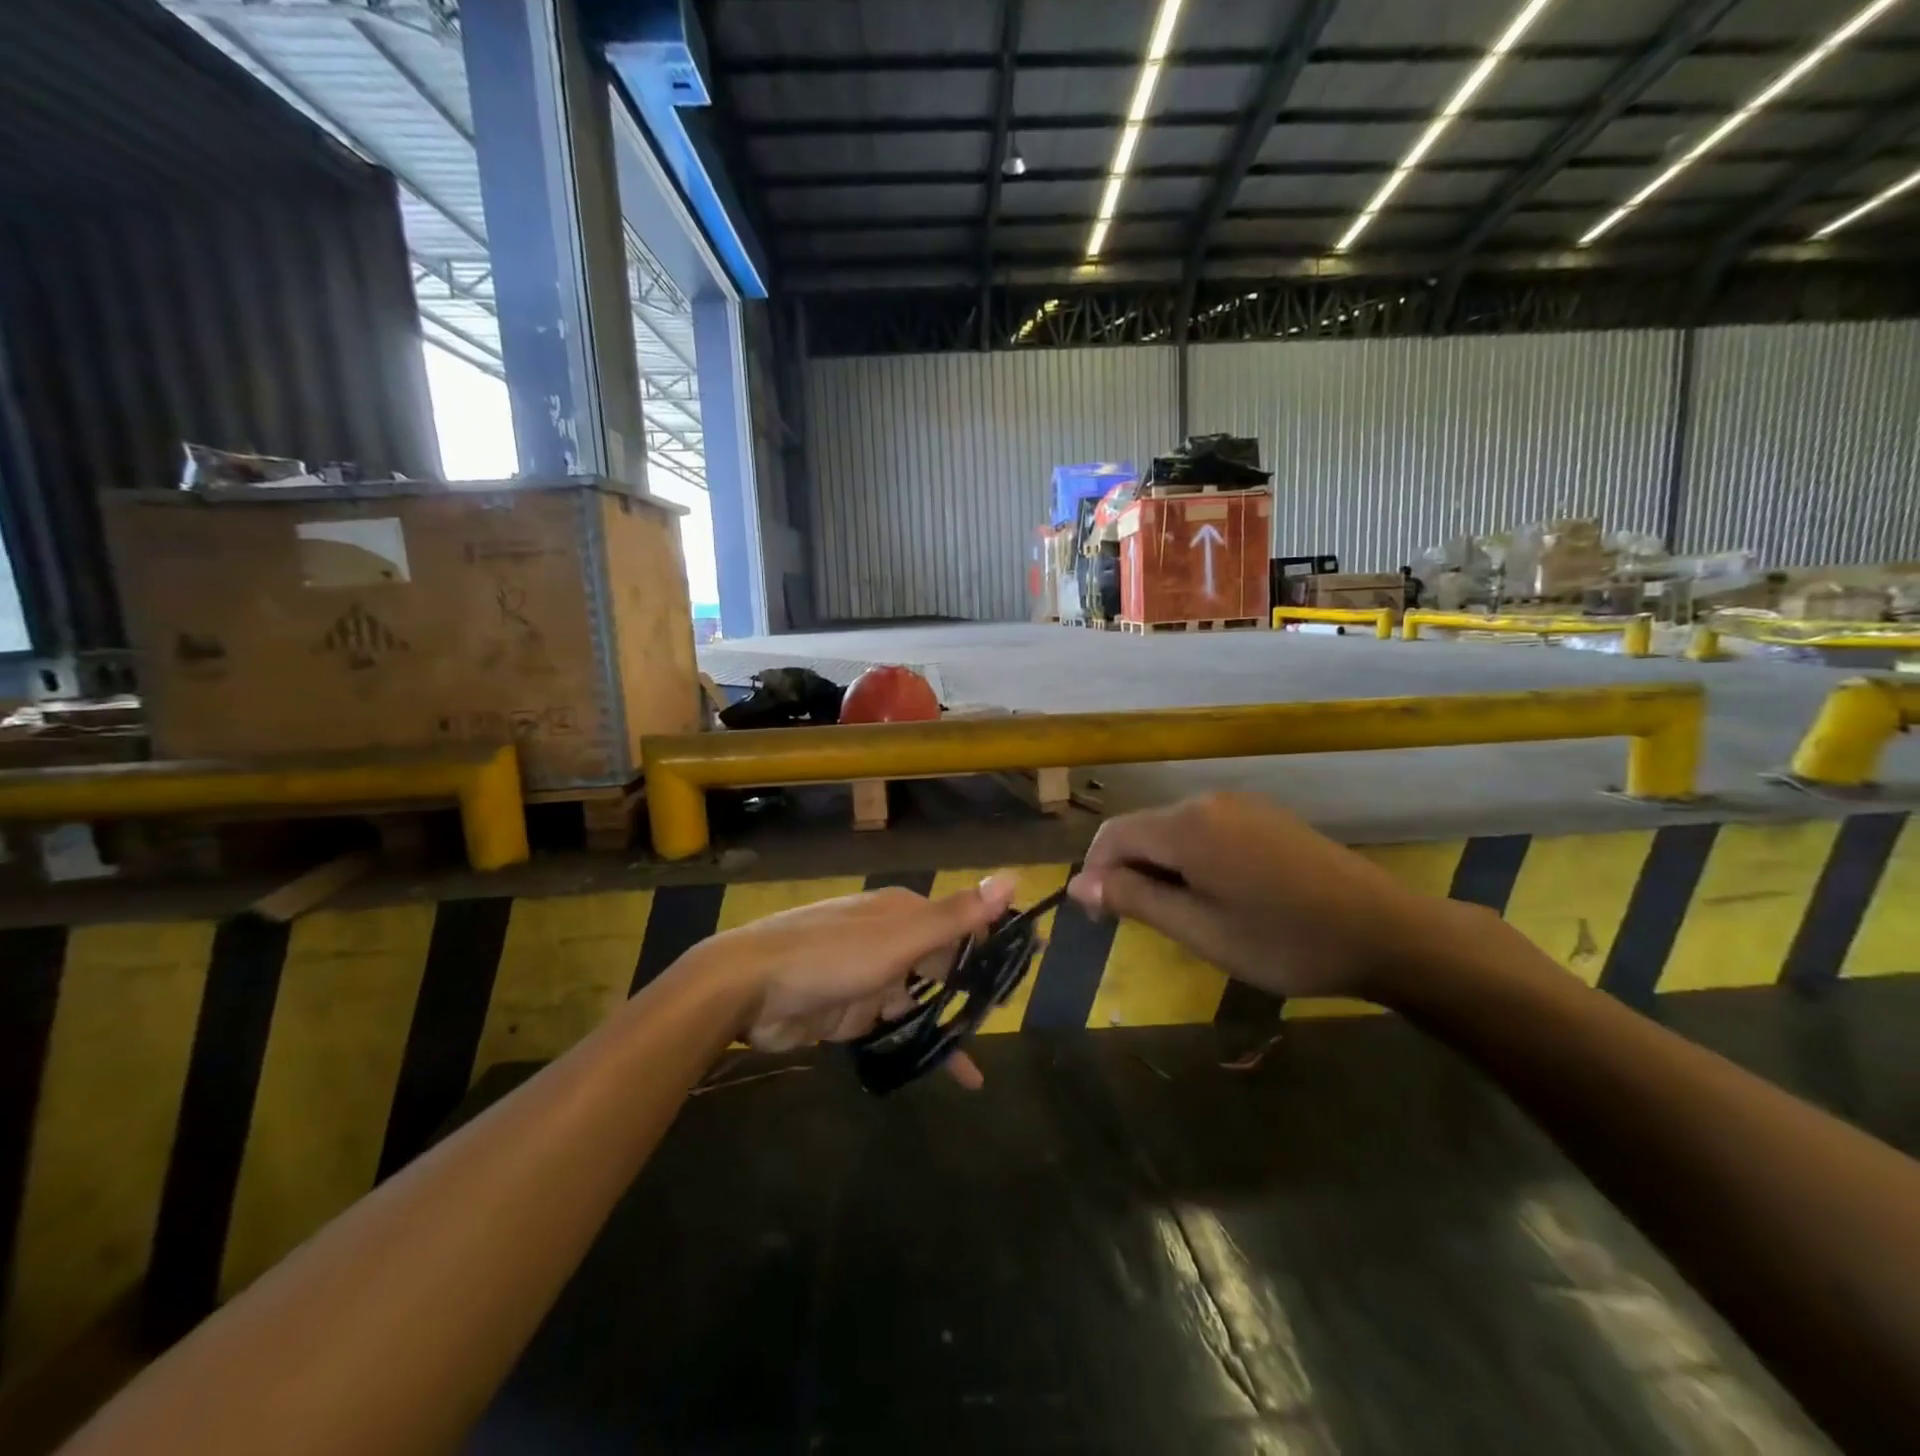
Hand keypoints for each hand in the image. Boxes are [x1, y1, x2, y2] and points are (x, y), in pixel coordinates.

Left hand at [693, 875, 1018, 1084]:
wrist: (748, 989)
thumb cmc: (831, 955)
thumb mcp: (900, 936)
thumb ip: (956, 915)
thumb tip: (1014, 876)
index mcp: (902, 912)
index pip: (960, 923)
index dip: (992, 943)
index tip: (1027, 966)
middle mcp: (888, 939)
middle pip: (941, 964)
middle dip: (970, 991)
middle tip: (1004, 1020)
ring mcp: (867, 976)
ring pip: (918, 1001)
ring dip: (944, 1026)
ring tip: (980, 1060)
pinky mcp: (847, 1012)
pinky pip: (891, 1030)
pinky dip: (914, 1047)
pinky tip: (940, 1072)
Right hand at [1067, 793, 1452, 1002]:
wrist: (1387, 932)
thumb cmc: (1284, 940)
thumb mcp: (1200, 929)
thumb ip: (1134, 899)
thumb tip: (1078, 885)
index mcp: (1186, 825)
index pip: (1112, 835)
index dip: (1097, 875)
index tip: (1104, 921)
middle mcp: (1208, 801)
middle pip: (1143, 829)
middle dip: (1130, 872)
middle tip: (1147, 926)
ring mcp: (1241, 804)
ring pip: (1175, 830)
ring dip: (1163, 868)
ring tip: (1185, 916)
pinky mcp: (1265, 816)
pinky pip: (1207, 830)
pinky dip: (1194, 859)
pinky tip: (1220, 895)